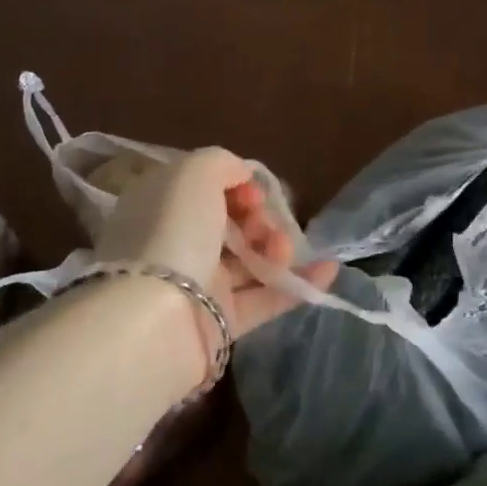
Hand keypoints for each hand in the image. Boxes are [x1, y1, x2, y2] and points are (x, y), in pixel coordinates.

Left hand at [93, 148, 338, 339]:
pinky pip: (266, 298)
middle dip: (259, 216)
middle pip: (231, 223)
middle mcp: (177, 242)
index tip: (252, 191)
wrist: (157, 320)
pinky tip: (329, 269)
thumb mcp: (194, 173)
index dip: (236, 184)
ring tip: (284, 249)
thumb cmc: (173, 232)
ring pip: (249, 259)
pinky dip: (298, 283)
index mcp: (162, 206)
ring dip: (278, 247)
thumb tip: (242, 176)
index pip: (205, 188)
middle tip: (265, 223)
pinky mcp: (220, 322)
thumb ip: (222, 163)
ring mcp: (198, 284)